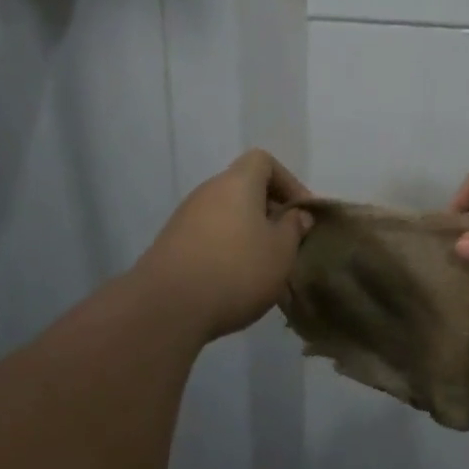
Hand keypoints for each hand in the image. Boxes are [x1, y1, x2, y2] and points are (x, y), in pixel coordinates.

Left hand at [137, 150, 313, 341]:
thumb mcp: (281, 251)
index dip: (288, 181)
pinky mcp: (171, 244)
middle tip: (287, 242)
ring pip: (227, 214)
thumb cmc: (237, 270)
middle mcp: (207, 192)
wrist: (167, 307)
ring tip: (264, 265)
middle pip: (244, 188)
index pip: (263, 161)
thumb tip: (297, 214)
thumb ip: (294, 228)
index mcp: (237, 183)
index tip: (301, 212)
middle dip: (269, 211)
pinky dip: (226, 248)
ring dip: (248, 232)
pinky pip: (209, 236)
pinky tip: (235, 280)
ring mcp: (185, 218)